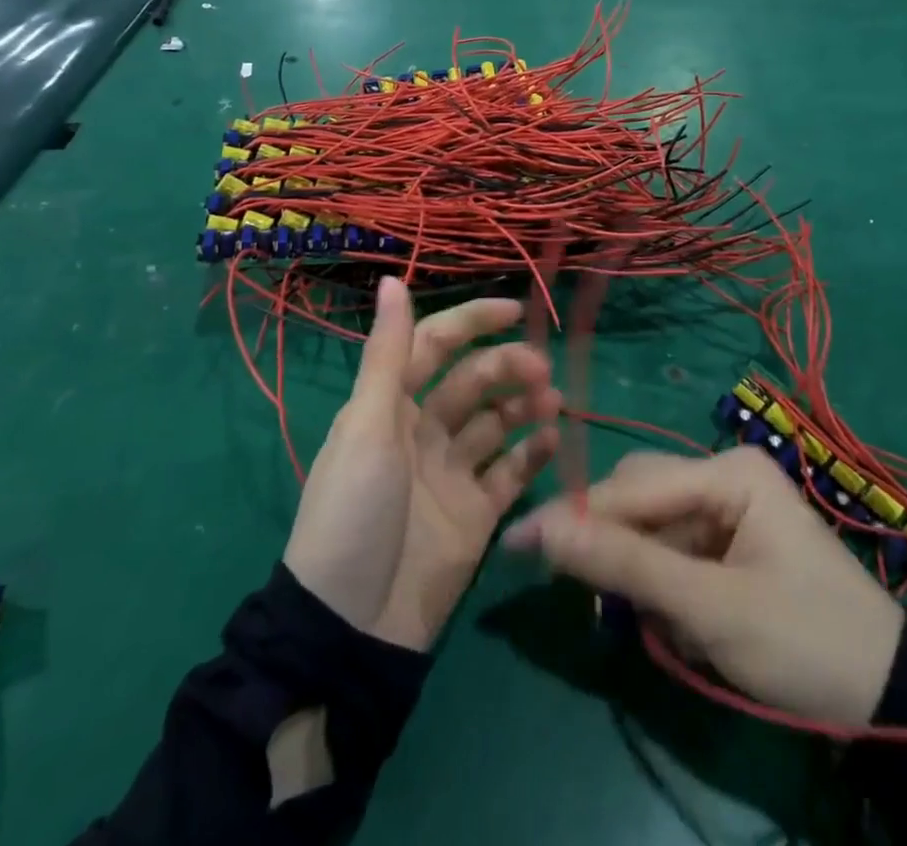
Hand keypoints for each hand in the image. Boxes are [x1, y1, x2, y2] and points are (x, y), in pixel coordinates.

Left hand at [283, 277, 560, 650]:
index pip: (436, 345)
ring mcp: (452, 474)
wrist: (352, 628)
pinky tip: (554, 441)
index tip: (517, 310)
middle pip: (474, 383)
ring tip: (552, 401)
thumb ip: (388, 354)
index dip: (473, 322)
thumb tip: (392, 278)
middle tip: (541, 369)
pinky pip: (511, 473)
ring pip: (498, 423)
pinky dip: (533, 454)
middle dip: (507, 367)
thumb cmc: (353, 513)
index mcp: (391, 405)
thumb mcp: (366, 427)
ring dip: (525, 405)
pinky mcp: (476, 515)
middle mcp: (423, 431)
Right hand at [503, 447, 905, 729]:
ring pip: (651, 529)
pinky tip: (684, 627)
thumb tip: (542, 529)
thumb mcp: (711, 609)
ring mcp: (727, 509)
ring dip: (642, 577)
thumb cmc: (805, 642)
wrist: (891, 700)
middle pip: (639, 499)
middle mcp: (722, 475)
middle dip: (618, 552)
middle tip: (599, 605)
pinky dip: (665, 590)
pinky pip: (673, 552)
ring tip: (664, 629)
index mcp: (728, 471)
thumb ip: (626, 567)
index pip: (632, 486)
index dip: (576, 515)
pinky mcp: (728, 543)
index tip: (518, 541)